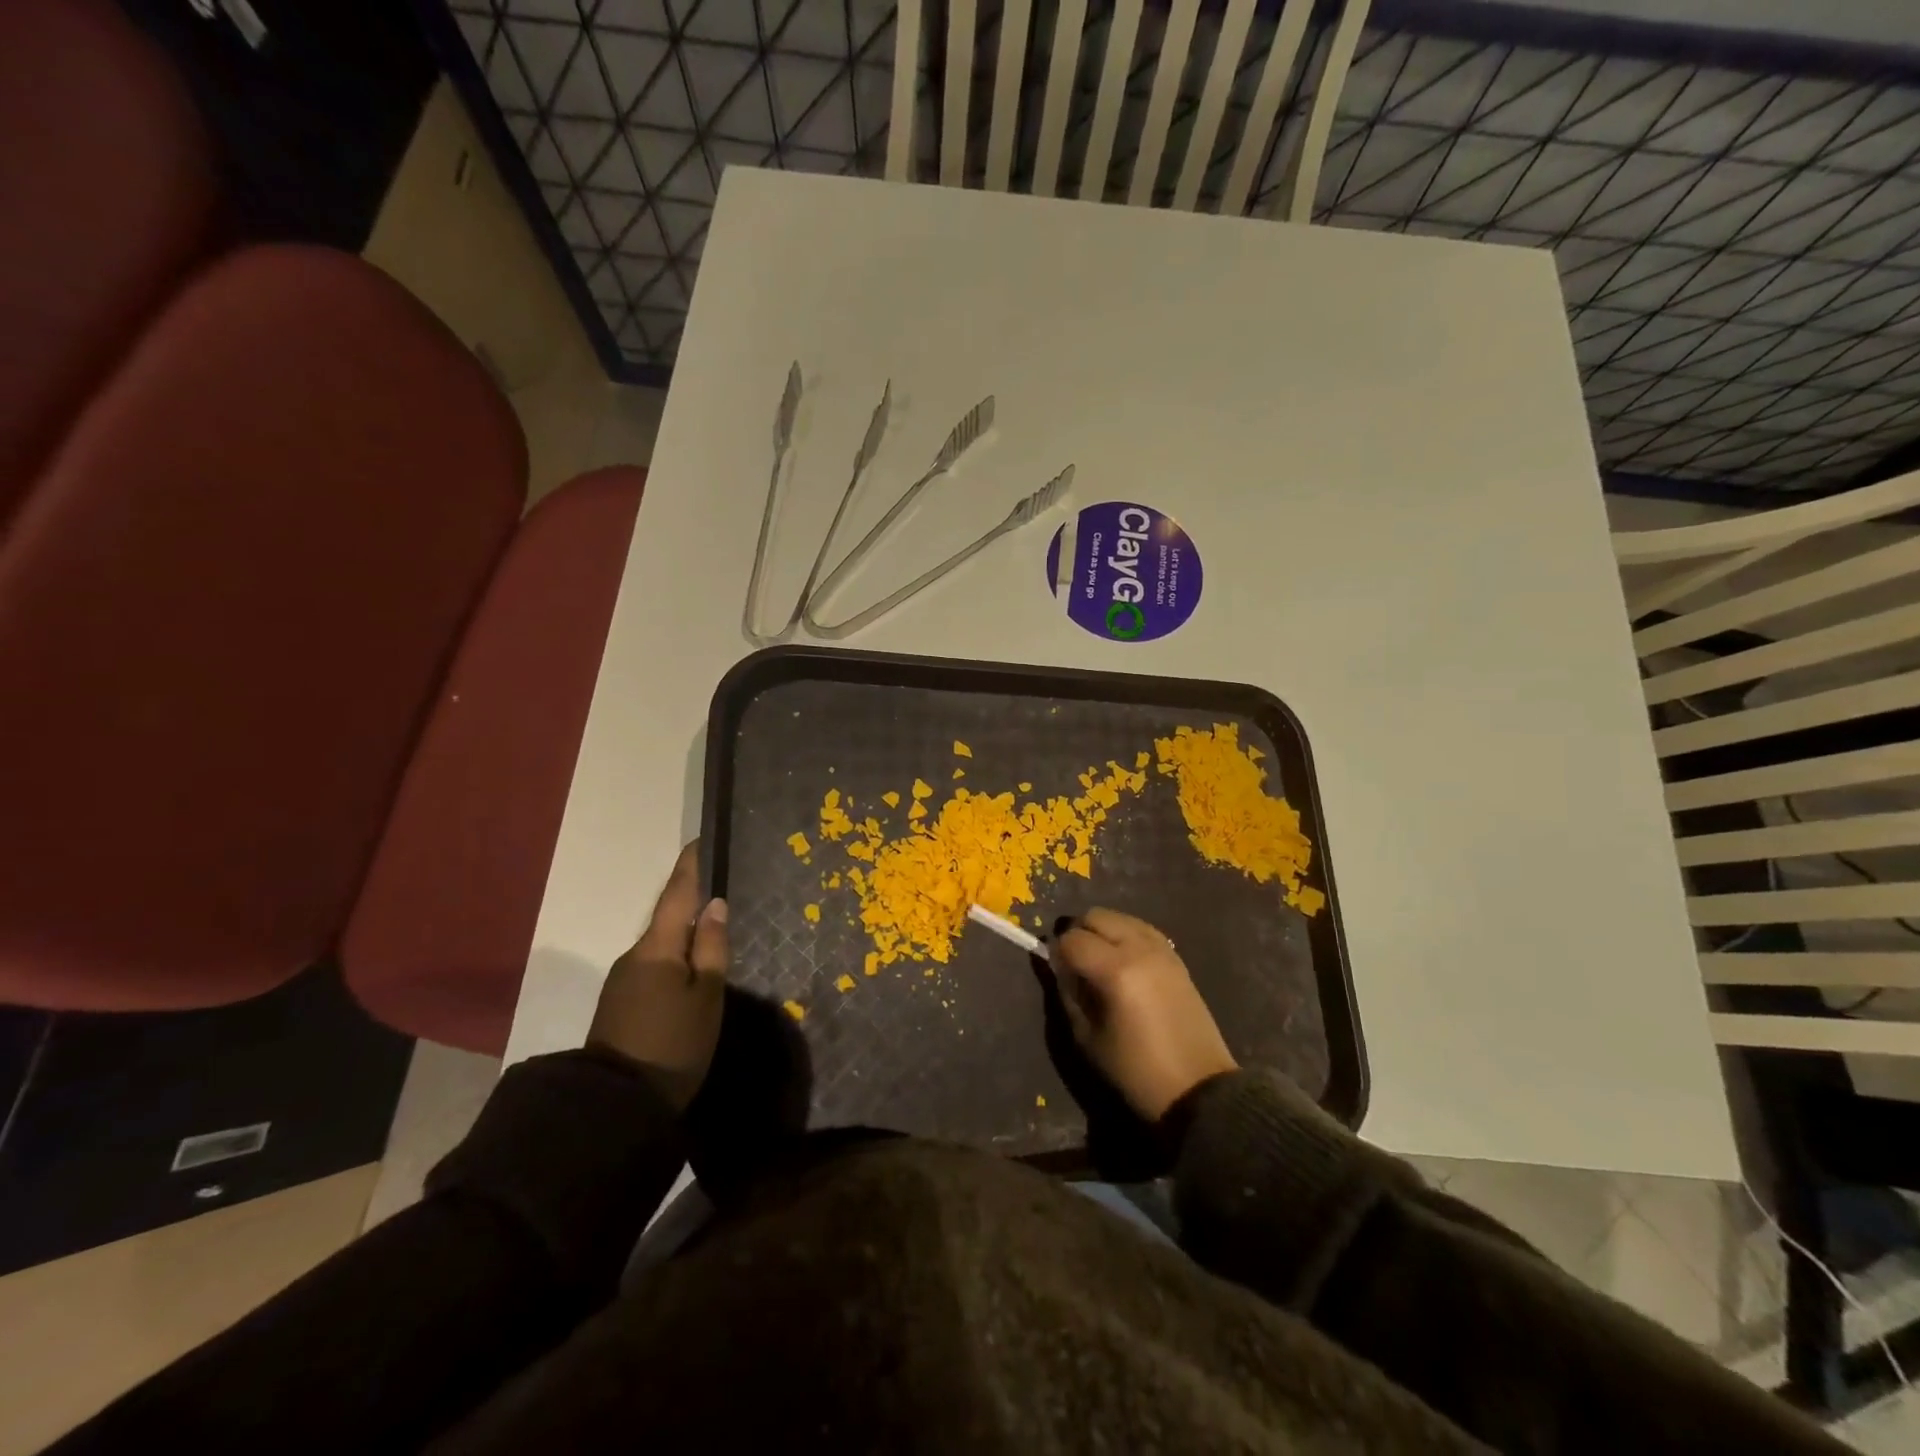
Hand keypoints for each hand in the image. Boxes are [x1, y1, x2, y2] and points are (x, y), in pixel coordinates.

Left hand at [588, 842, 728, 1111]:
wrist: (616, 1106)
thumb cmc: (673, 1044)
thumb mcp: (706, 996)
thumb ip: (711, 948)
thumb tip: (714, 904)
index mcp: (657, 947)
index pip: (676, 894)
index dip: (690, 866)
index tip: (701, 840)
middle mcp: (635, 955)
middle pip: (666, 918)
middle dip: (690, 901)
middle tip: (721, 887)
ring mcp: (623, 980)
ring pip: (660, 945)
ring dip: (683, 933)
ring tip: (713, 930)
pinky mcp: (621, 1003)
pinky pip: (653, 966)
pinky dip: (674, 957)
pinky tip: (691, 969)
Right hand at [1050, 908, 1236, 1122]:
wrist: (1198, 1088)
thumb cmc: (1136, 1070)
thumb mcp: (1087, 1037)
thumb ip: (1068, 993)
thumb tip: (1060, 966)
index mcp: (1115, 970)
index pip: (1071, 939)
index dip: (1057, 952)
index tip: (1057, 970)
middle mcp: (1139, 948)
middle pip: (1095, 916)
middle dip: (1078, 933)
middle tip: (1075, 963)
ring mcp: (1161, 949)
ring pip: (1119, 917)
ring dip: (1102, 931)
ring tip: (1100, 961)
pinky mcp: (1176, 956)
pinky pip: (1141, 928)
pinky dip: (1125, 935)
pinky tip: (1123, 961)